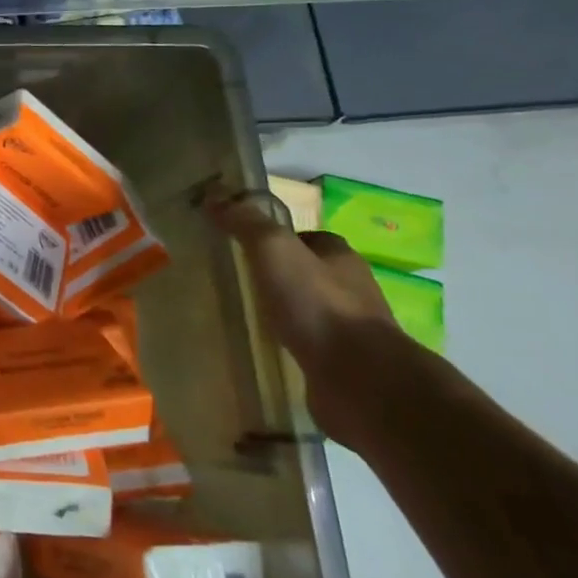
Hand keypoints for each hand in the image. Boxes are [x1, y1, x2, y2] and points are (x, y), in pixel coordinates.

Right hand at [205, 186, 424, 447]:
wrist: (362, 381)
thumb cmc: (318, 305)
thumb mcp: (274, 250)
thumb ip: (246, 223)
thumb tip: (215, 196)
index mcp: (340, 257)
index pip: (310, 238)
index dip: (280, 238)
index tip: (245, 246)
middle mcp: (352, 290)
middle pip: (312, 274)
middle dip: (281, 276)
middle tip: (240, 280)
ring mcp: (351, 331)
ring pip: (311, 312)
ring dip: (286, 312)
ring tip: (247, 316)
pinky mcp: (344, 367)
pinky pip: (310, 347)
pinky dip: (291, 345)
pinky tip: (267, 349)